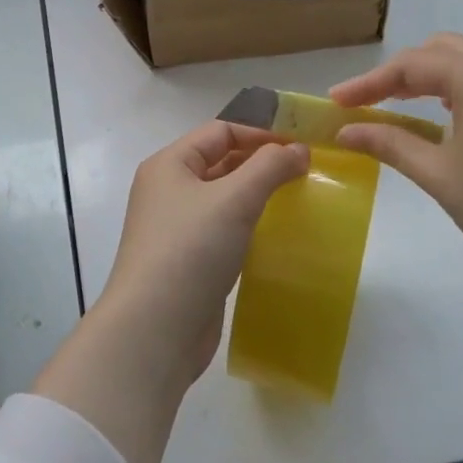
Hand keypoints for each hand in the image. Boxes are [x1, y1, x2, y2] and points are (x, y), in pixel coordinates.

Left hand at [97, 122, 309, 386]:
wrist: (155, 330)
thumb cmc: (190, 250)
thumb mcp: (234, 199)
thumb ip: (270, 167)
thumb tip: (298, 149)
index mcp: (169, 164)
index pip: (220, 131)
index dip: (261, 134)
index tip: (302, 147)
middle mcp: (168, 190)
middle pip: (221, 162)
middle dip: (262, 163)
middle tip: (307, 172)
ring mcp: (176, 227)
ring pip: (223, 198)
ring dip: (257, 195)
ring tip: (298, 200)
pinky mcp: (188, 261)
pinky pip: (223, 230)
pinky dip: (248, 226)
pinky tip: (275, 235)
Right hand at [328, 33, 462, 297]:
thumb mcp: (439, 175)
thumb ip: (389, 143)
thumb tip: (344, 131)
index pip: (415, 64)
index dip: (370, 81)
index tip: (337, 102)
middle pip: (443, 50)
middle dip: (401, 71)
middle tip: (367, 101)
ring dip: (430, 77)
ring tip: (397, 105)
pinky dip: (458, 88)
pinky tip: (444, 117)